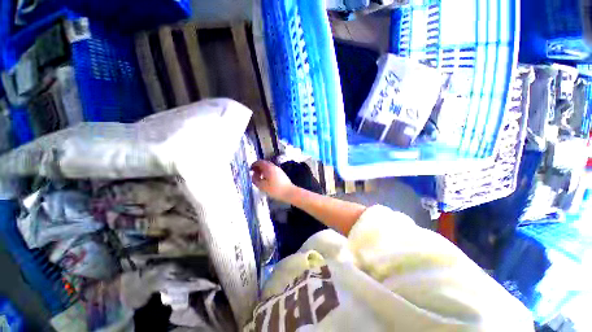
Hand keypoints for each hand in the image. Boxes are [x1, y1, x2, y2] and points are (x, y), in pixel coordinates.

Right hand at [251, 160, 294, 201]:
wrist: (289, 192)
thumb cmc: (275, 189)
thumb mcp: (262, 186)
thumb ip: (255, 180)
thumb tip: (253, 175)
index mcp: (268, 167)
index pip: (259, 162)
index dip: (253, 165)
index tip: (250, 169)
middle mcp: (274, 166)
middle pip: (264, 163)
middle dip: (258, 167)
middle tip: (254, 173)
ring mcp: (279, 170)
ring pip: (269, 167)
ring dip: (263, 170)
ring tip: (260, 177)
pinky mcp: (282, 174)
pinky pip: (272, 170)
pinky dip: (268, 172)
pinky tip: (267, 179)